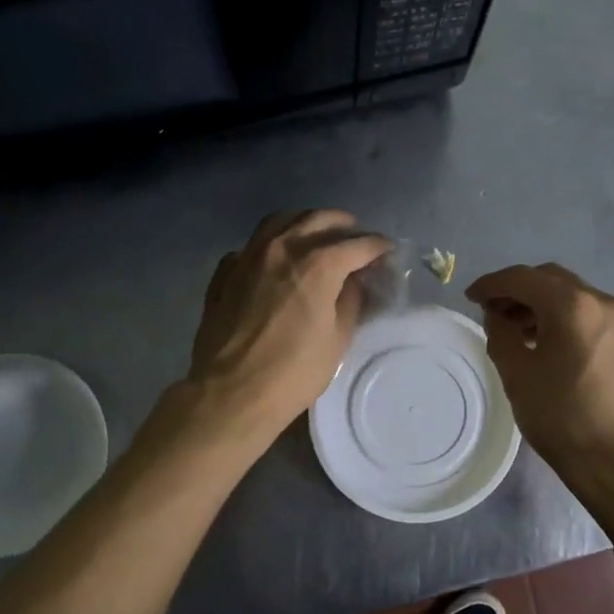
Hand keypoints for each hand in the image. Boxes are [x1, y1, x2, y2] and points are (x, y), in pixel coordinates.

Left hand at [187, 210, 391, 436]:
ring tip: (316, 235)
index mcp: (317, 264)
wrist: (230, 393)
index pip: (357, 244)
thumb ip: (349, 301)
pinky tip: (276, 260)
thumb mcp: (337, 340)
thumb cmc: (292, 372)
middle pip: (318, 219)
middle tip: (355, 237)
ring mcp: (248, 256)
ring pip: (280, 221)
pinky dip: (271, 244)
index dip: (377, 246)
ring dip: (305, 222)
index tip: (387, 250)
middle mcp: (282, 248)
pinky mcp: (225, 272)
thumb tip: (353, 281)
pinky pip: (252, 245)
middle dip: (343, 225)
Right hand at [466, 263, 613, 483]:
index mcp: (571, 305)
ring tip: (512, 328)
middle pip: (548, 279)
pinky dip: (557, 315)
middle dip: (516, 289)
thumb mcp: (517, 374)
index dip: (491, 284)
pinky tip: (540, 340)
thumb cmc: (561, 416)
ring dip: (537, 302)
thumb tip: (497, 314)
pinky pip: (583, 312)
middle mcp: (599, 301)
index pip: (522, 278)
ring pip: (567, 294)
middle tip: (490, 311)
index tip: (470, 297)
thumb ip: (500, 333)